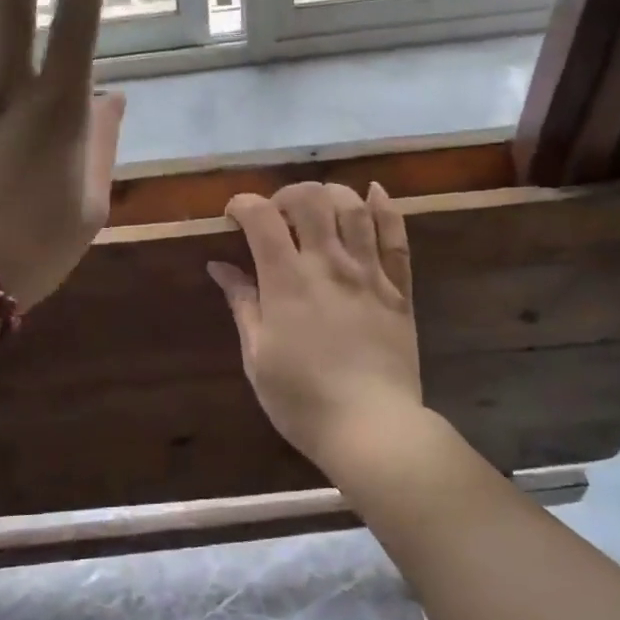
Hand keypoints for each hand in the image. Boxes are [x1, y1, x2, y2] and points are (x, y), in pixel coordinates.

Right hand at [207, 182, 421, 472]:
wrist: (371, 427)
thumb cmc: (301, 399)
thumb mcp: (257, 356)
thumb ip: (242, 304)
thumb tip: (220, 266)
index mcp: (287, 281)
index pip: (262, 218)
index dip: (243, 205)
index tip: (234, 217)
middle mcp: (329, 264)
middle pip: (310, 199)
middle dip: (286, 195)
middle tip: (276, 214)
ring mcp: (369, 273)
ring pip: (353, 207)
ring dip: (331, 194)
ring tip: (317, 205)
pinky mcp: (399, 288)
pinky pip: (396, 236)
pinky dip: (385, 208)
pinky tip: (374, 192)